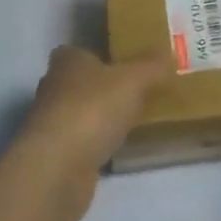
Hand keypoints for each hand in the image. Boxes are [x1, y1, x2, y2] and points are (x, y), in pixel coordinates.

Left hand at [19, 45, 171, 183]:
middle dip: (102, 87)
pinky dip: (96, 144)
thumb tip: (169, 52)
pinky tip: (117, 148)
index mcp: (67, 61)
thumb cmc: (93, 109)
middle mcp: (53, 88)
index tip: (123, 63)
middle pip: (80, 82)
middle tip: (136, 90)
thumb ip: (153, 65)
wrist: (58, 169)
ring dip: (100, 117)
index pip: (80, 51)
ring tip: (132, 120)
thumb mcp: (134, 79)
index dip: (100, 55)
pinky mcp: (55, 157)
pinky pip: (82, 143)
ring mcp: (51, 125)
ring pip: (80, 113)